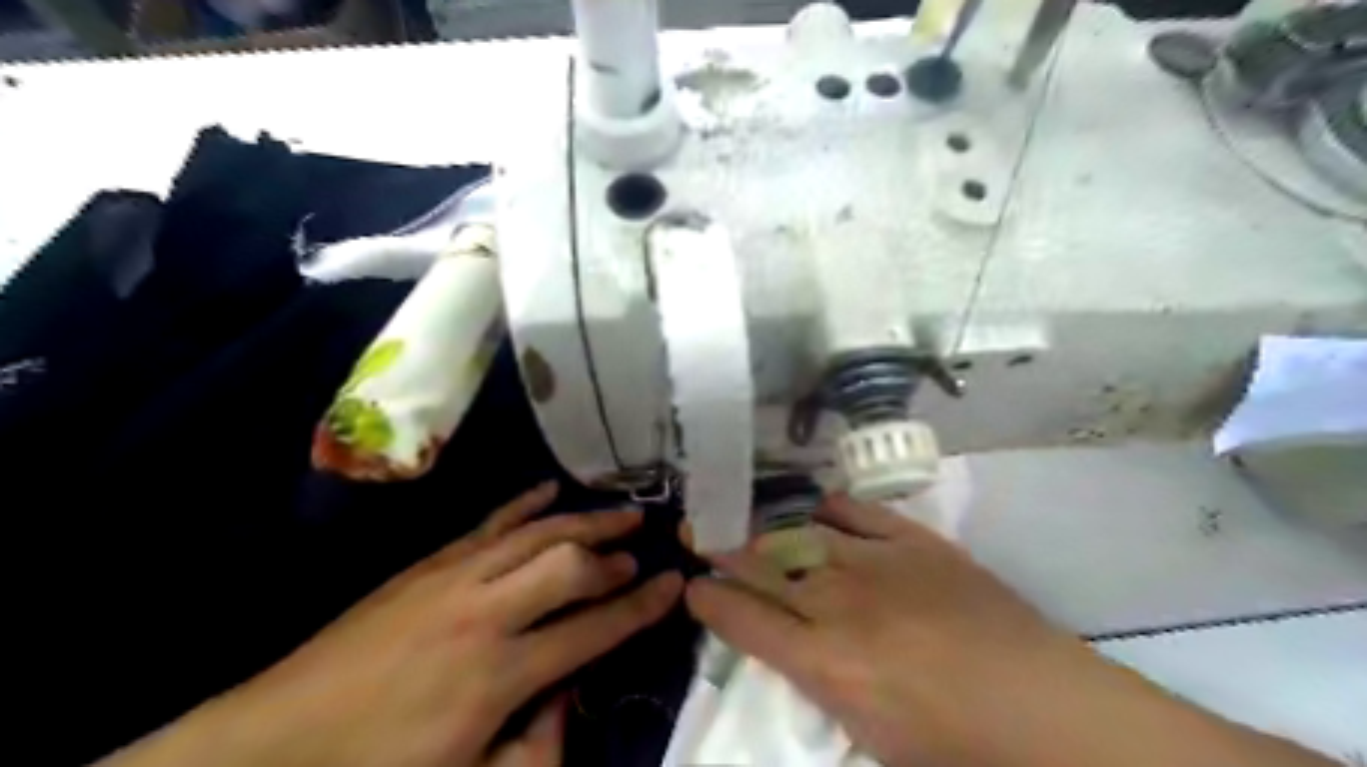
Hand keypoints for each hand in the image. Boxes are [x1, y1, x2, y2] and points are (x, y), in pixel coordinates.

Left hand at [100, 485, 688, 765]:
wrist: (273, 743)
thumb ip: (534, 748)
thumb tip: (568, 696)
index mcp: (500, 673)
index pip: (593, 628)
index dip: (641, 606)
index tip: (674, 583)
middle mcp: (487, 612)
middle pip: (569, 564)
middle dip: (613, 552)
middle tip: (643, 544)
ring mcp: (455, 577)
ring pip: (536, 532)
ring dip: (583, 519)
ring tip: (620, 507)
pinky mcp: (427, 564)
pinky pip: (488, 522)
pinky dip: (524, 503)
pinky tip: (549, 488)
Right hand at [684, 495, 1337, 765]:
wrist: (1044, 708)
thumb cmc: (956, 748)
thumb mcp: (869, 735)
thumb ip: (819, 684)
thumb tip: (791, 648)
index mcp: (822, 663)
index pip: (741, 618)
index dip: (708, 599)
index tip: (691, 586)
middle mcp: (836, 604)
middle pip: (762, 567)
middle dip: (722, 550)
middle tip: (698, 534)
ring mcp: (876, 564)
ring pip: (801, 535)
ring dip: (767, 530)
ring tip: (747, 521)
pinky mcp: (914, 542)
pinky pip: (857, 513)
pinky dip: (831, 508)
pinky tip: (815, 507)